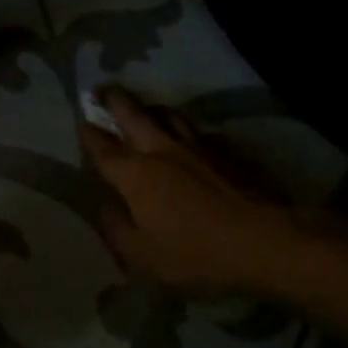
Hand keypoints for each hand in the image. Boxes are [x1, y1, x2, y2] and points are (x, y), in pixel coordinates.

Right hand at [81, 86, 302, 297]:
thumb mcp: (143, 257)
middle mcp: (161, 150)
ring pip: (169, 114)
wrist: (266, 240)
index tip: (81, 121)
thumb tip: (104, 207)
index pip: (102, 147)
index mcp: (135, 175)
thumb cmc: (197, 253)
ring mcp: (197, 146)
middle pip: (132, 114)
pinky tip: (192, 136)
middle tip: (104, 90)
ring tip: (146, 106)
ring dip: (152, 107)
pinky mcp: (228, 150)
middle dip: (114, 101)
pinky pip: (201, 131)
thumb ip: (116, 229)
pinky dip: (188, 129)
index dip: (88, 133)